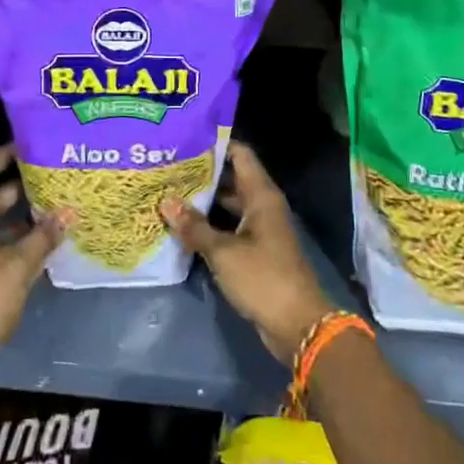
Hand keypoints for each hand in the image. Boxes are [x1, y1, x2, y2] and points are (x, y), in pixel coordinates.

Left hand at [0, 144, 65, 374]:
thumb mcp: (16, 268)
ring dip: (22, 216)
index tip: (25, 144)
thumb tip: (68, 211)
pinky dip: (19, 240)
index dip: (2, 156)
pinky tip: (44, 244)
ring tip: (55, 207)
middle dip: (20, 185)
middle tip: (52, 176)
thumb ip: (43, 238)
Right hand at [162, 141, 335, 364]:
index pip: (240, 154)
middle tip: (168, 167)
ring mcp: (260, 229)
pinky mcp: (255, 251)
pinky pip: (229, 228)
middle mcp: (262, 206)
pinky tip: (184, 226)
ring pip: (228, 205)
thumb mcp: (224, 252)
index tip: (185, 138)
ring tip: (169, 193)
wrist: (298, 326)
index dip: (215, 144)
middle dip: (202, 174)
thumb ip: (194, 227)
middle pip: (231, 178)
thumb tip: (166, 202)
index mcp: (261, 196)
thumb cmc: (263, 278)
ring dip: (204, 201)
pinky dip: (210, 225)